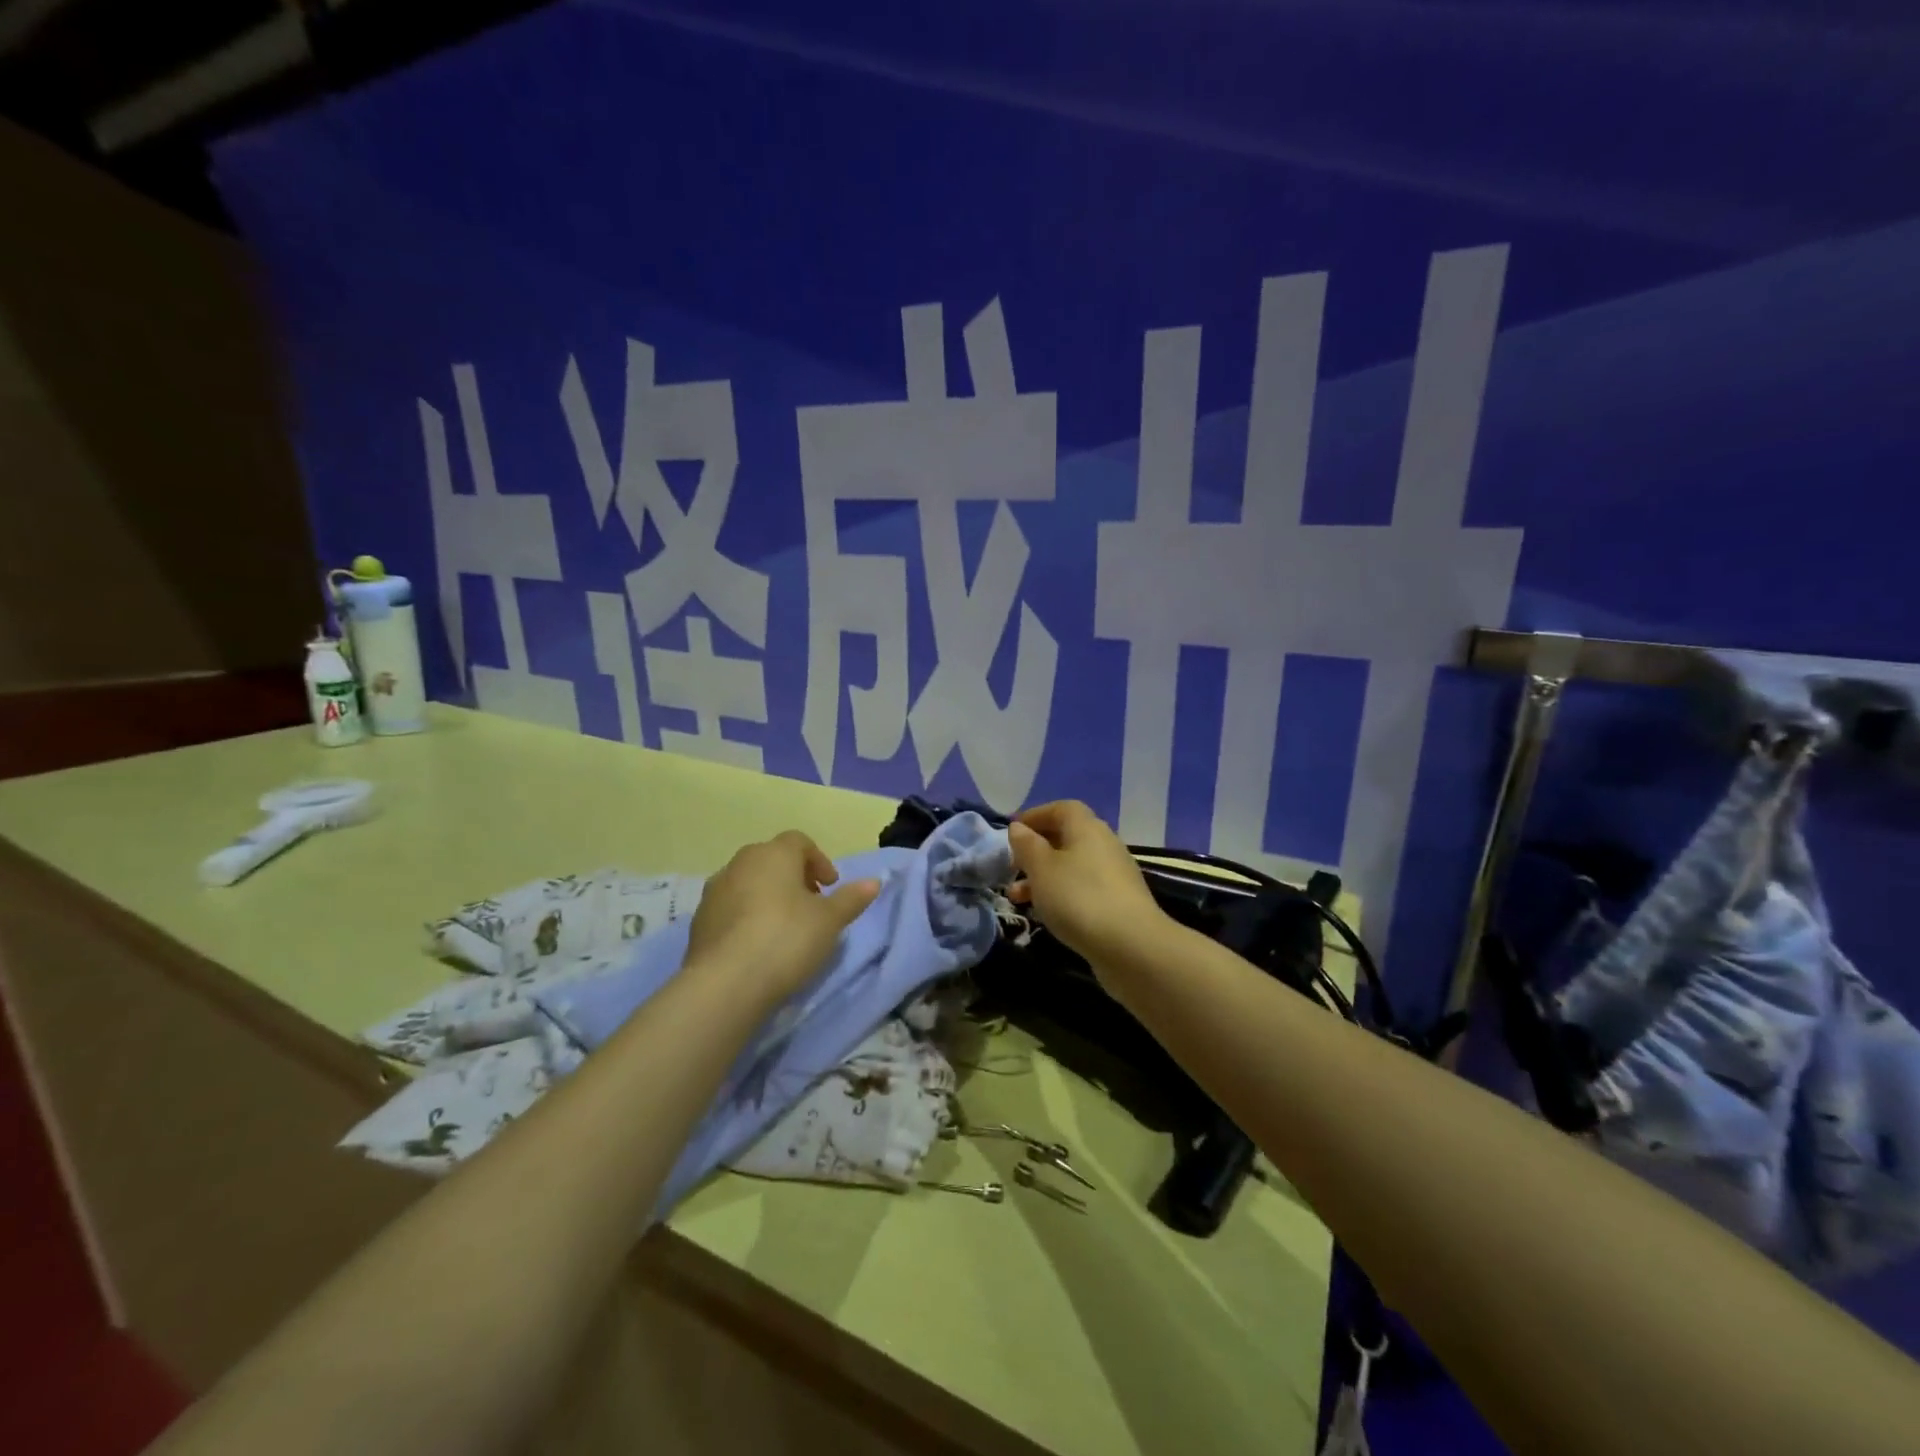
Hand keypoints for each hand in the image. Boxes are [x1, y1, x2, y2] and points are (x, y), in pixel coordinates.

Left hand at [684, 831, 880, 1003]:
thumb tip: (874, 882)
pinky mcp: (699, 921)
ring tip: (783, 928)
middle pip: (771, 859)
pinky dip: (745, 917)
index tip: (830, 887)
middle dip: (793, 877)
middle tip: (810, 905)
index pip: (799, 841)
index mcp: (774, 854)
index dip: (818, 861)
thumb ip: (851, 898)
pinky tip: (756, 945)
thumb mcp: (830, 921)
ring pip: (747, 883)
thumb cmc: (787, 939)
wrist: (726, 983)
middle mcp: (740, 863)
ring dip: (766, 896)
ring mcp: (714, 891)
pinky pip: (729, 908)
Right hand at [1007, 802, 1166, 965]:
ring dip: (1044, 877)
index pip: (1061, 808)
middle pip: (1067, 837)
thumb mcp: (1041, 869)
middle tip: (1012, 867)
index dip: (1036, 815)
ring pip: (1073, 866)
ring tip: (1018, 898)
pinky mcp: (1119, 901)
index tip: (1012, 831)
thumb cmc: (1079, 898)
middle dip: (1036, 851)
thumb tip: (1018, 827)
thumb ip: (1027, 845)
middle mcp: (1105, 844)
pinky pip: (1083, 888)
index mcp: (1087, 827)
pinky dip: (1062, 894)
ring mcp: (1115, 874)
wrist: (1131, 946)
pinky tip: (1047, 914)